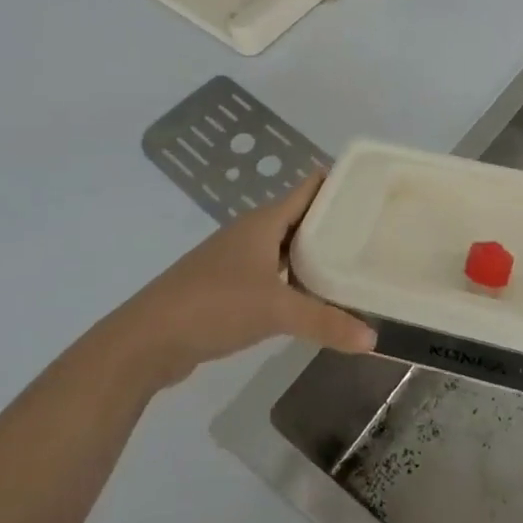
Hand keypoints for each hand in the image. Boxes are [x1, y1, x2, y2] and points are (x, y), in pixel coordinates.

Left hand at [117, 174, 375, 389]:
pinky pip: (271, 274)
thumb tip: (373, 337)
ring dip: (313, 254)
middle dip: (333, 223)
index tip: (374, 187)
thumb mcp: (276, 311)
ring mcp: (236, 260)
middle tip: (375, 230)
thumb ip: (325, 322)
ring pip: (285, 248)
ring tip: (352, 262)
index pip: (308, 189)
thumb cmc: (214, 305)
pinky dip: (293, 280)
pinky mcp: (226, 287)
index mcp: (263, 222)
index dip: (338, 183)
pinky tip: (311, 298)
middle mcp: (250, 233)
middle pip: (299, 218)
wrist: (147, 339)